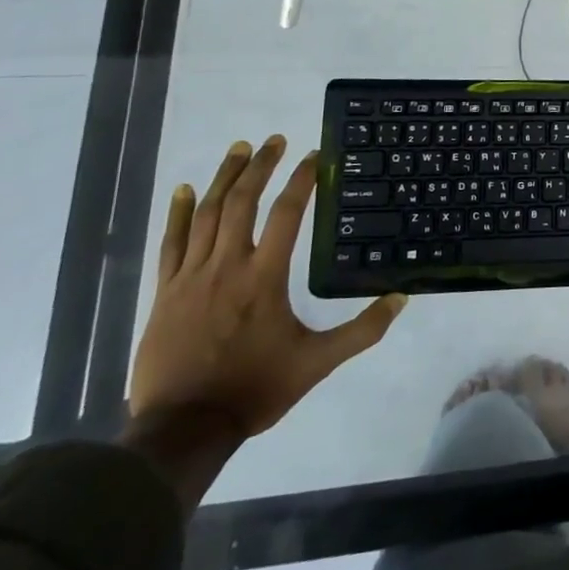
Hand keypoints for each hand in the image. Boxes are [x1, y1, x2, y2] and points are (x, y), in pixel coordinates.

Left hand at [130, 136, 406, 438]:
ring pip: (207, 214)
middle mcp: (227, 266)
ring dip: (225, 177)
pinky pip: (171, 242)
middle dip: (261, 166)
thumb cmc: (255, 389)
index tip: (315, 156)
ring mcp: (191, 277)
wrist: (183, 428)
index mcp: (265, 277)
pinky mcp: (165, 292)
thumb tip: (403, 299)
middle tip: (275, 140)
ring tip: (239, 149)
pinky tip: (184, 189)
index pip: (286, 214)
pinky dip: (178, 212)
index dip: (302, 181)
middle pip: (243, 202)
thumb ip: (362, 330)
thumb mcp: (318, 363)